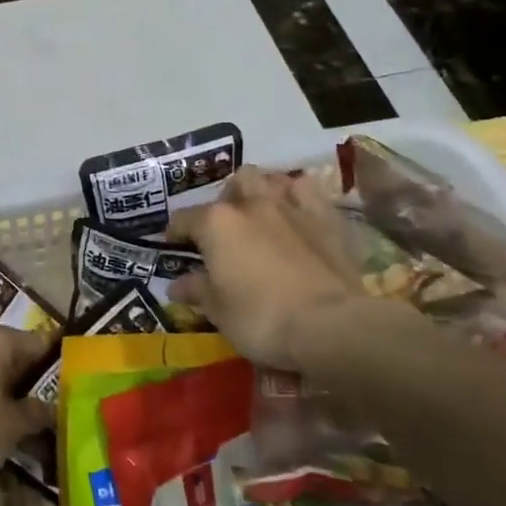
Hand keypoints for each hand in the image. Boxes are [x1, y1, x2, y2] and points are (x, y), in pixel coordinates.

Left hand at [0, 321, 56, 484]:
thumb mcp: (12, 426)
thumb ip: (36, 414)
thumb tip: (52, 409)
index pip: (40, 344)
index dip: (60, 367)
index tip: (76, 388)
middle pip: (14, 355)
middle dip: (31, 383)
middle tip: (52, 413)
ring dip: (6, 392)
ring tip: (23, 425)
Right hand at [168, 167, 416, 380]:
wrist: (331, 325)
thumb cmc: (261, 318)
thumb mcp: (218, 311)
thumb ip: (197, 290)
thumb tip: (176, 284)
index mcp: (216, 223)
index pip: (184, 219)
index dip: (175, 232)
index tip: (174, 246)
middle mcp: (251, 204)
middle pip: (234, 183)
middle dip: (227, 199)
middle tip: (226, 227)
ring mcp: (292, 207)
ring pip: (271, 179)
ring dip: (263, 191)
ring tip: (261, 213)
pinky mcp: (327, 218)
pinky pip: (308, 192)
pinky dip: (298, 198)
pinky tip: (296, 214)